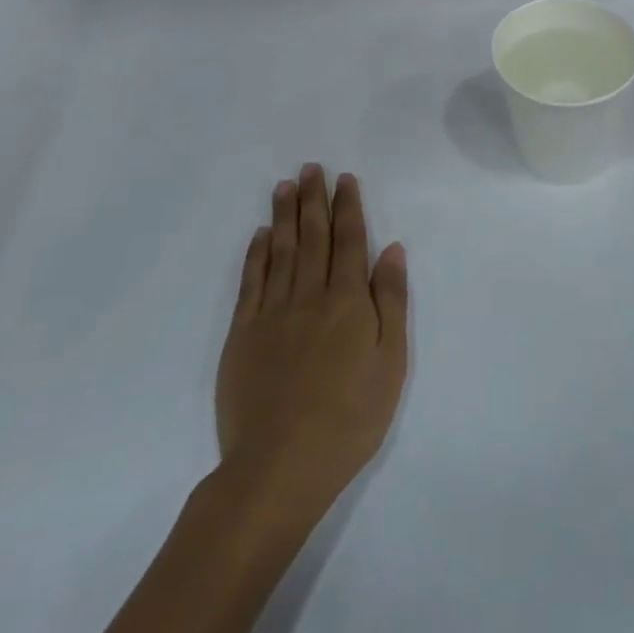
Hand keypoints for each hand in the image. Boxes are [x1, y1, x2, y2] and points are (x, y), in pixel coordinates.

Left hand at [215, 165, 408, 519]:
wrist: (280, 466)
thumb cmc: (350, 417)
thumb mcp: (391, 362)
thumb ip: (390, 301)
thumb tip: (391, 249)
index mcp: (348, 301)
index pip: (349, 241)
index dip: (348, 207)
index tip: (345, 179)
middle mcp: (309, 296)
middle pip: (312, 237)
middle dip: (313, 199)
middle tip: (311, 167)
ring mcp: (271, 314)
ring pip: (280, 251)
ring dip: (283, 216)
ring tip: (285, 186)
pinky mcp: (242, 335)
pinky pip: (250, 282)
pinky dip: (256, 254)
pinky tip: (260, 235)